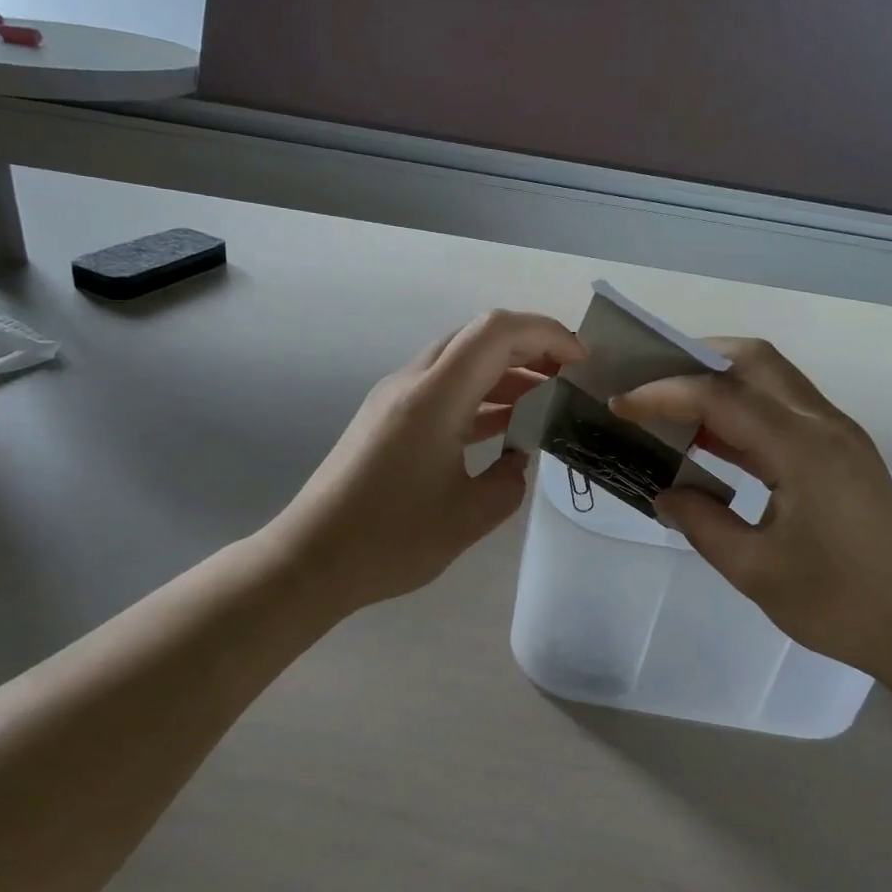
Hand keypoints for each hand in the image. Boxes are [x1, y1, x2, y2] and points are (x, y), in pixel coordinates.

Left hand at [267, 310, 585, 612]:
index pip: (498, 332)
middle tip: (568, 377)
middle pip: (478, 338)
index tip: (581, 362)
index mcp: (435, 396)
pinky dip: (478, 397)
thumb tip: (514, 460)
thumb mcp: (469, 516)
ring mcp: (394, 400)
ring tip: (546, 400)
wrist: (310, 560)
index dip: (547, 334)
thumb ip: (509, 481)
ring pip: (459, 363)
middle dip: (531, 348)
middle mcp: (412, 383)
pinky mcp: (385, 420)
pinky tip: (504, 426)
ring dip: (505, 373)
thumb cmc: (391, 540)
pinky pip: (442, 390)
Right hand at [612, 339, 891, 688]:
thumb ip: (702, 523)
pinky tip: (711, 442)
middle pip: (755, 361)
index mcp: (804, 448)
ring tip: (669, 409)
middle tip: (650, 385)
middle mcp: (824, 425)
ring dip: (720, 384)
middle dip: (696, 361)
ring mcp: (839, 437)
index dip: (663, 395)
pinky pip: (784, 412)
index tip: (619, 405)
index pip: (721, 396)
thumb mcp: (757, 571)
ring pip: (773, 380)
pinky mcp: (843, 456)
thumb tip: (664, 494)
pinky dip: (743, 413)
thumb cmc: (843, 606)